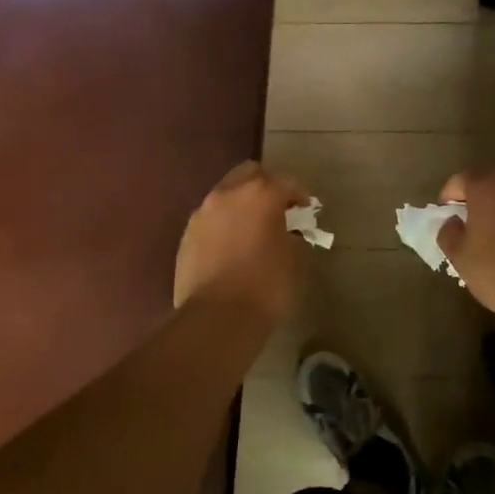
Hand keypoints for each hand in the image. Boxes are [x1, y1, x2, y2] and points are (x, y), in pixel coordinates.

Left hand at [173, 161, 312, 324]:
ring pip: (226, 195)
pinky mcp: (186, 235)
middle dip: (266, 187)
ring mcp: (202, 213)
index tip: (307, 211)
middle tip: (278, 211)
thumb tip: (290, 234)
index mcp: (260, 193)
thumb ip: (296, 237)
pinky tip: (232, 247)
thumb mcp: (296, 261)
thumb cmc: (267, 286)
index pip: (288, 182)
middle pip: (250, 174)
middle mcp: (228, 194)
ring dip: (241, 205)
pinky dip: (224, 225)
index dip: (301, 195)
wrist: (217, 319)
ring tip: (252, 230)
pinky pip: (211, 220)